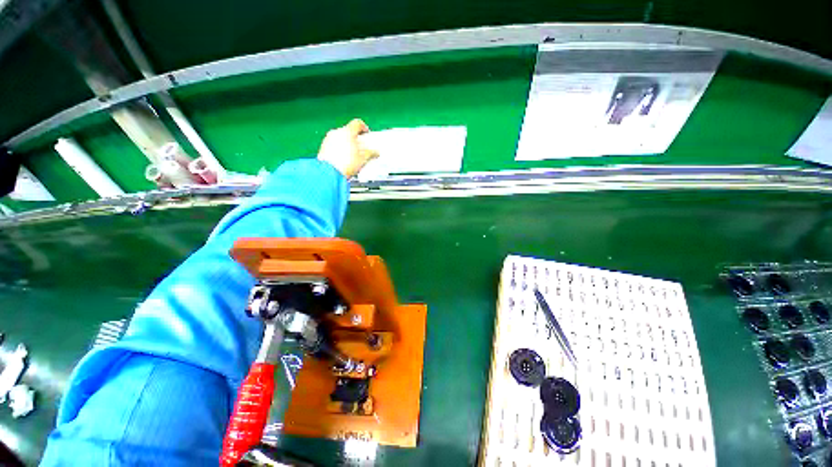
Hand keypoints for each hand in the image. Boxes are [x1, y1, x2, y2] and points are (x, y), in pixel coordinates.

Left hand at [317, 119, 378, 177]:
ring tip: (353, 155)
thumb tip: (375, 152)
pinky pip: (334, 144)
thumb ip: (371, 153)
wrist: (330, 173)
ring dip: (347, 143)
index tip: (366, 134)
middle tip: (361, 147)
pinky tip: (344, 159)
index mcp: (348, 132)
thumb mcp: (363, 159)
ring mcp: (328, 139)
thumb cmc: (346, 164)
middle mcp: (337, 132)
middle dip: (356, 138)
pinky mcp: (323, 147)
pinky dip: (340, 148)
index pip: (357, 123)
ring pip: (341, 137)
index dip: (364, 128)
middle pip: (349, 131)